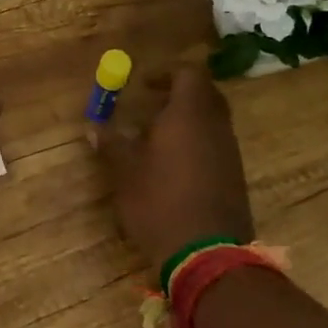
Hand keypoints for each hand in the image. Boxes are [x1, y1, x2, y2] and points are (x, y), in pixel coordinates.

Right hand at [96, 62, 253, 277]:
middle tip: (149, 103)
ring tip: (154, 136)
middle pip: (205, 94)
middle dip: (178, 94)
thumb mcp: (125, 172)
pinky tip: (171, 164)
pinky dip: (195, 143)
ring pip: (211, 121)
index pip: (189, 74)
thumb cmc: (160, 202)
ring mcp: (229, 153)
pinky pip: (215, 145)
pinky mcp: (233, 177)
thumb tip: (93, 127)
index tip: (142, 84)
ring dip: (186, 120)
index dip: (166, 73)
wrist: (207, 255)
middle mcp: (215, 127)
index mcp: (189, 115)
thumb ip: (111, 144)